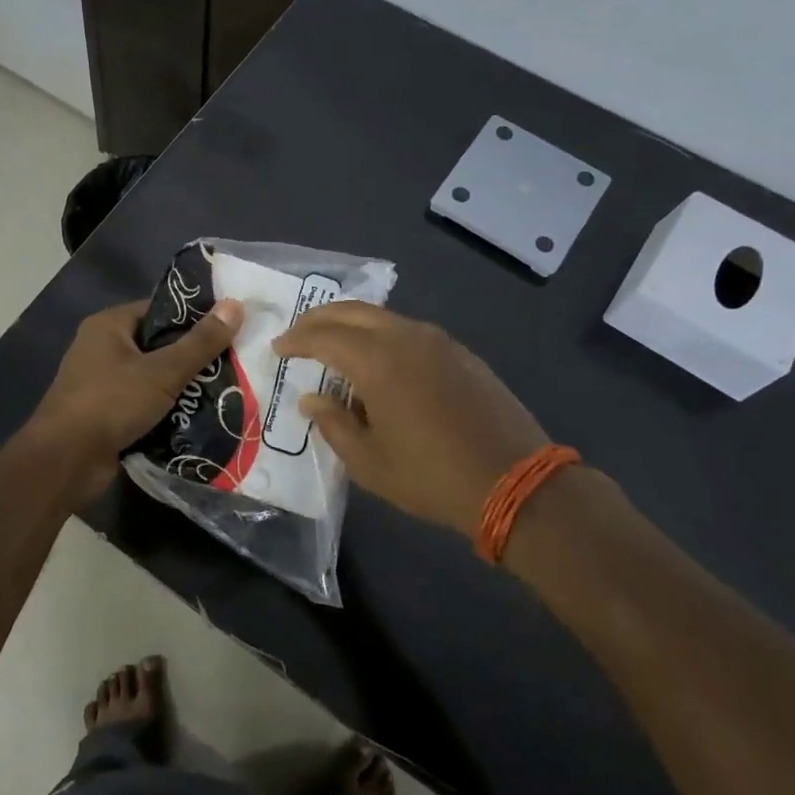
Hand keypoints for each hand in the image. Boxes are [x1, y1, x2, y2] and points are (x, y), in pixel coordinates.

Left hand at [29, 298, 244, 505]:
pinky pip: (144, 404)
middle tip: (234, 362)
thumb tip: (236, 304)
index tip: (230, 326)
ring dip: (183, 386)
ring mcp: (102, 383)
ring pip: (153, 377)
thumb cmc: (111, 403)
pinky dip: (167, 410)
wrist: (65, 462)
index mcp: (109, 325)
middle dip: (193, 356)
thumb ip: (201, 342)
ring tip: (225, 389)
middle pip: (158, 344)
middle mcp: (102, 348)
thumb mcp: (163, 371)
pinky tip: (200, 417)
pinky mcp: (106, 415)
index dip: (195, 317)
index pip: (160, 309)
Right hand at [272, 302, 547, 537]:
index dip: (296, 340)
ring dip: (352, 325)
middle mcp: (406, 337)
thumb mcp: (368, 462)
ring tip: (335, 347)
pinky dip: (382, 336)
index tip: (278, 348)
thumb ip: (333, 424)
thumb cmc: (431, 476)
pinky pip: (409, 332)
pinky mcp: (461, 353)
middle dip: (319, 319)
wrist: (515, 482)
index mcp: (377, 360)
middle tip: (299, 335)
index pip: (323, 336)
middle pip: (352, 311)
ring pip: (383, 317)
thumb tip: (312, 399)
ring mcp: (438, 341)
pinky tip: (380, 362)